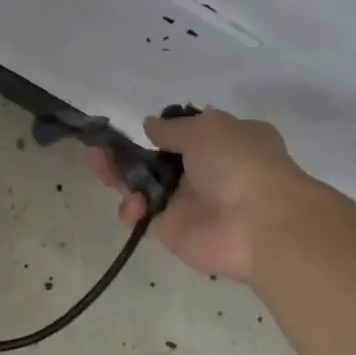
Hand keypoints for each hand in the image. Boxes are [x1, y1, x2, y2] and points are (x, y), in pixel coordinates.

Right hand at [90, 108, 323, 282]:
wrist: (257, 225)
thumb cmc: (239, 164)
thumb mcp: (207, 129)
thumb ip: (172, 128)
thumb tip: (149, 125)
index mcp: (224, 141)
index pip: (187, 133)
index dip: (163, 130)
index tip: (139, 129)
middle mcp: (205, 170)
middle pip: (157, 160)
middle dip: (129, 152)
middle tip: (100, 147)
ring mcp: (186, 201)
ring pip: (144, 185)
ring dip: (119, 175)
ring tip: (97, 163)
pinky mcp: (171, 229)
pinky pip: (143, 214)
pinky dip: (131, 208)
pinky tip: (131, 206)